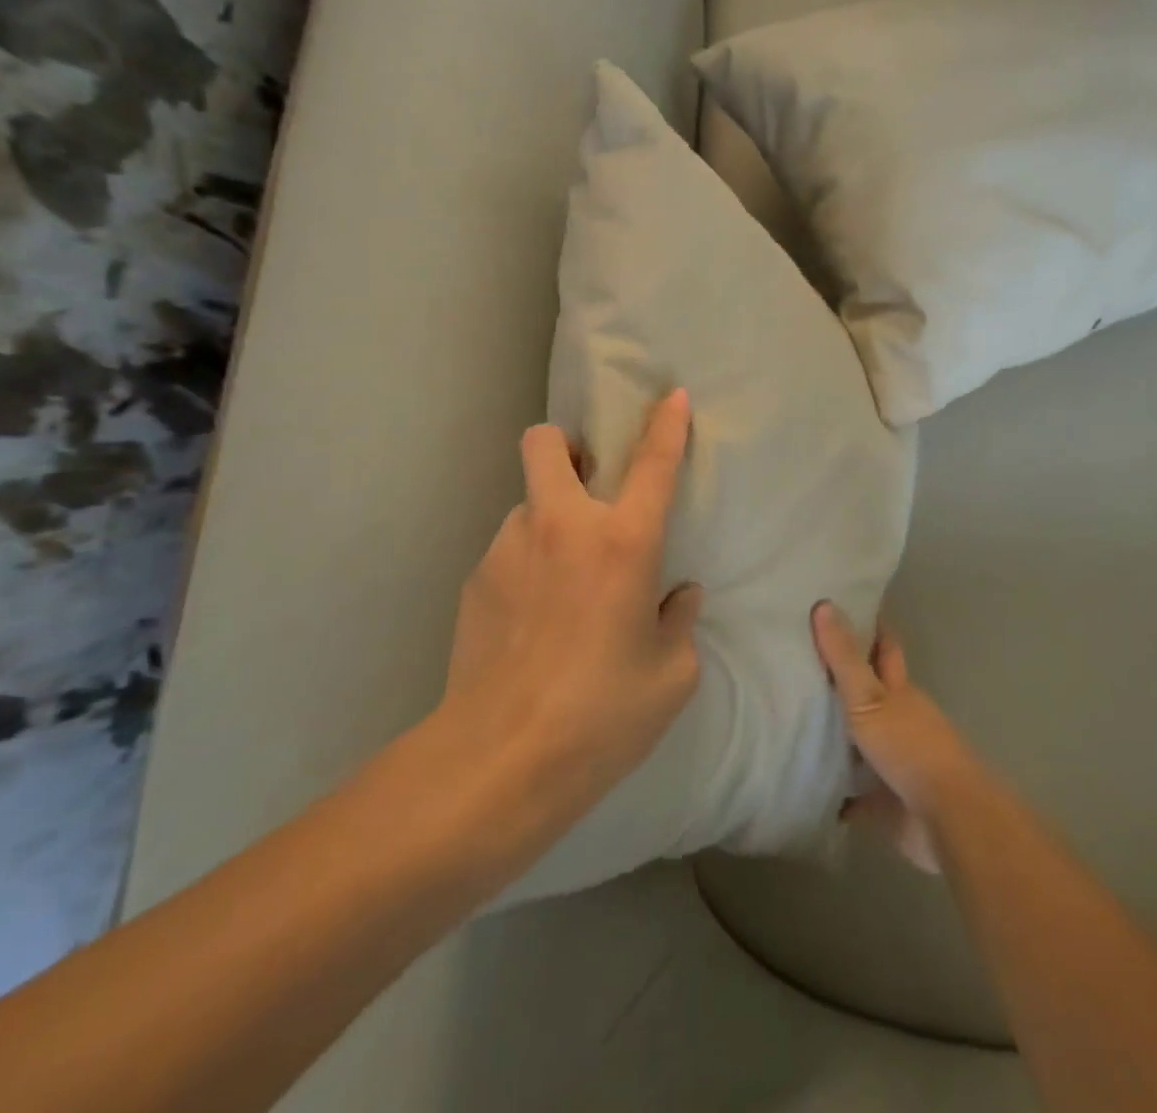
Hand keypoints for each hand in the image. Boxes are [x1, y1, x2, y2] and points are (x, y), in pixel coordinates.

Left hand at [437, 389, 703, 825]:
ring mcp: (509, 547)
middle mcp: (562, 526)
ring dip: (549, 522)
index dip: (666, 424)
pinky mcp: (476, 579)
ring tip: (562, 583)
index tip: (673, 395)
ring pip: (528, 504)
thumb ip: (680, 622)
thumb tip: (677, 595)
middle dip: (566, 446)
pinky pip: (510, 551)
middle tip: (586, 484)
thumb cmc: (603, 714)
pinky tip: (531, 621)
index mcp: (623, 542)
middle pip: (547, 443)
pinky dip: (527, 566)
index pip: (653, 463)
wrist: (500, 760)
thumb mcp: (672, 675)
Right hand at [812, 602, 980, 874]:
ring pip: (861, 741)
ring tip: (794, 718)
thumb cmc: (910, 747)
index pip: (885, 649)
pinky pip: (853, 793)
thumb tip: (824, 603)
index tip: (846, 607)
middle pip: (872, 693)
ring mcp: (895, 762)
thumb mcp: (869, 697)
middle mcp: (900, 721)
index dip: (870, 627)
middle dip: (846, 680)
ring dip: (837, 734)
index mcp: (900, 691)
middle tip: (805, 661)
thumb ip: (845, 658)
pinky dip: (835, 789)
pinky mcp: (886, 803)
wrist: (948, 819)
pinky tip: (807, 783)